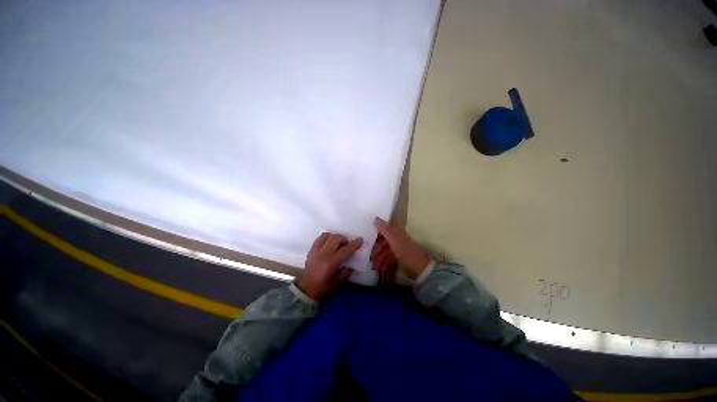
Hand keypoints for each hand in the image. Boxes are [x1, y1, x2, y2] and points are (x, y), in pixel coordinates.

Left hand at [300, 233, 362, 299]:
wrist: (306, 288)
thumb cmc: (324, 286)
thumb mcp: (339, 281)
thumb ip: (347, 270)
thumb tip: (353, 260)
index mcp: (331, 263)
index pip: (345, 250)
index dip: (354, 244)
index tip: (360, 240)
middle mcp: (323, 254)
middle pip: (336, 238)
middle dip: (344, 239)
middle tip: (347, 244)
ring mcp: (316, 250)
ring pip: (327, 235)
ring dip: (335, 237)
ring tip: (338, 243)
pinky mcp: (311, 249)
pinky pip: (320, 237)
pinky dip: (327, 237)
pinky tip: (329, 242)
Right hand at [372, 218, 430, 277]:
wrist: (418, 266)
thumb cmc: (404, 250)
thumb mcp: (392, 238)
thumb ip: (383, 229)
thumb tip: (376, 218)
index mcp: (395, 232)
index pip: (382, 231)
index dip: (375, 235)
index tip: (367, 241)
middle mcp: (396, 238)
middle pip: (382, 242)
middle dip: (376, 250)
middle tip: (370, 258)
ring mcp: (397, 248)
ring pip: (384, 251)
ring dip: (379, 258)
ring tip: (375, 267)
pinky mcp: (398, 257)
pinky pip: (388, 258)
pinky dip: (384, 262)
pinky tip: (381, 269)